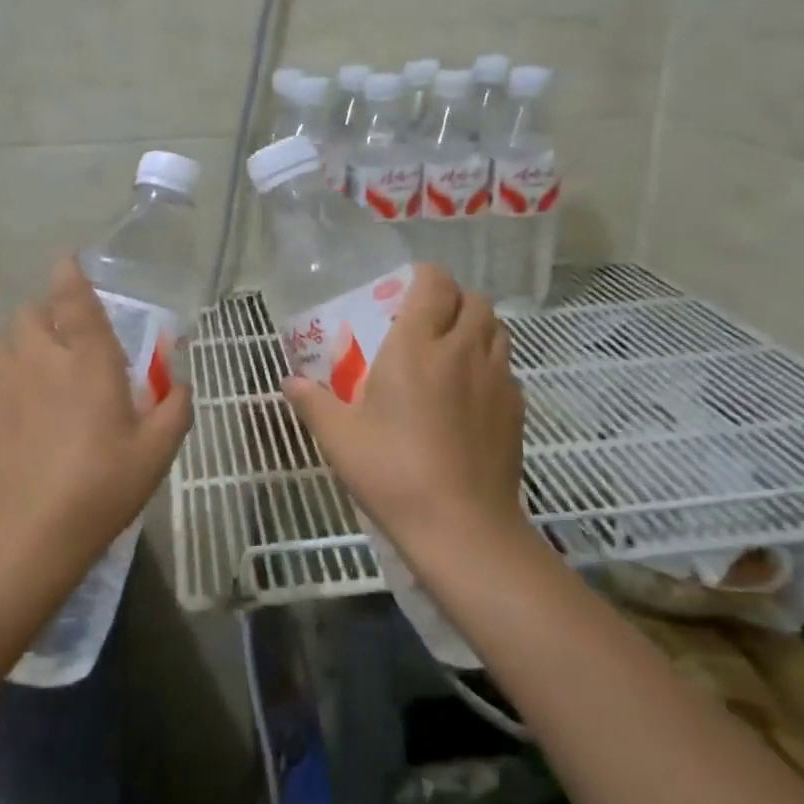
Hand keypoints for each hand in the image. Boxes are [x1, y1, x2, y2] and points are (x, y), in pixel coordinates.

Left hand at [0, 257, 192, 577]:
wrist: (27, 535)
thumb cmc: (101, 485)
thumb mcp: (157, 451)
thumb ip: (175, 408)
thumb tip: (178, 384)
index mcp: (87, 361)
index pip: (73, 300)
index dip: (70, 274)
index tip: (68, 258)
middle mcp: (42, 361)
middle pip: (29, 313)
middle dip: (45, 311)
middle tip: (68, 336)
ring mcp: (6, 386)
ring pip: (7, 341)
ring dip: (25, 341)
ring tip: (45, 367)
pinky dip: (12, 377)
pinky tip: (27, 409)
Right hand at [282, 264, 526, 565]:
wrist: (462, 527)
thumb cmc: (392, 471)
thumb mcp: (339, 437)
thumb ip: (311, 402)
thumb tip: (288, 382)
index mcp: (417, 345)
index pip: (435, 283)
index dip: (424, 276)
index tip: (406, 289)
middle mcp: (462, 350)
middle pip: (473, 300)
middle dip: (453, 300)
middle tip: (428, 321)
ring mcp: (496, 378)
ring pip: (497, 329)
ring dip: (476, 327)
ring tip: (452, 351)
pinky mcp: (516, 408)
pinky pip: (507, 368)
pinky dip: (490, 365)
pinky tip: (470, 395)